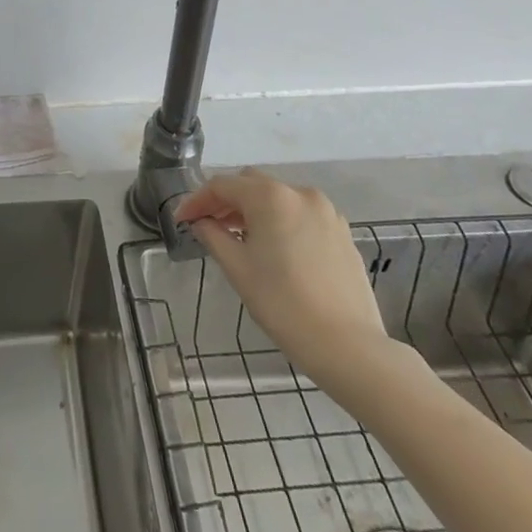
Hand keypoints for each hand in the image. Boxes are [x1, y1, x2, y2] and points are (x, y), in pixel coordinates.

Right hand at [176, 172, 394, 394]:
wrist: (349, 347)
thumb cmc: (284, 305)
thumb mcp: (238, 269)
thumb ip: (213, 236)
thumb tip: (201, 222)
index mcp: (270, 197)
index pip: (222, 186)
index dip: (197, 200)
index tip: (182, 219)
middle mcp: (299, 193)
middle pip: (252, 184)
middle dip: (227, 200)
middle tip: (208, 225)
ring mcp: (325, 211)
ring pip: (278, 198)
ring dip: (254, 210)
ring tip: (240, 237)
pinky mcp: (341, 232)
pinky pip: (301, 214)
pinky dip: (280, 221)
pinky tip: (274, 248)